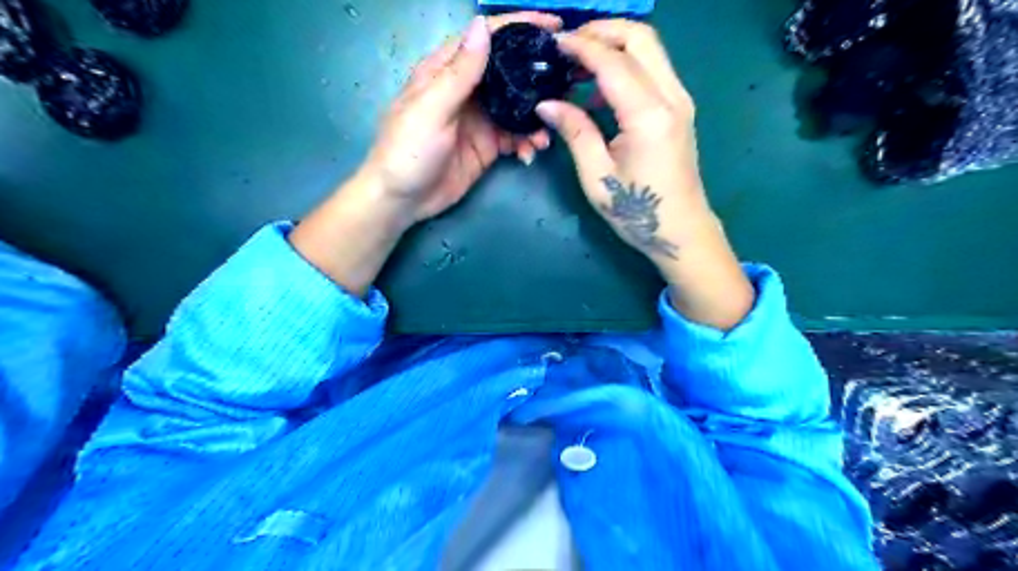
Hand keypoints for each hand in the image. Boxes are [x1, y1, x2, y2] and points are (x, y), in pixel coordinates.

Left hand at [290, 13, 558, 297]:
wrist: (403, 200)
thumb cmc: (408, 150)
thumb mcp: (432, 108)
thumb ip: (459, 72)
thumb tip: (482, 25)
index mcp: (447, 71)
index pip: (487, 38)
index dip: (519, 27)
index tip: (554, 26)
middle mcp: (467, 90)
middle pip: (509, 72)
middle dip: (537, 78)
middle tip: (566, 85)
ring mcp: (480, 119)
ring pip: (517, 108)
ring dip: (535, 119)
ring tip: (544, 138)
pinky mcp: (488, 145)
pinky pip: (515, 137)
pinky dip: (527, 143)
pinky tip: (530, 154)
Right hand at [536, 21, 749, 330]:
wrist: (681, 231)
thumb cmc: (636, 211)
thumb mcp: (597, 176)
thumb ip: (574, 131)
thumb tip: (546, 103)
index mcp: (648, 115)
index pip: (613, 60)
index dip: (580, 46)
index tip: (552, 44)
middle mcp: (671, 96)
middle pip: (640, 37)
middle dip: (602, 32)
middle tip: (567, 48)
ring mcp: (680, 100)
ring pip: (649, 49)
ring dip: (614, 46)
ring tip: (577, 66)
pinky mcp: (679, 108)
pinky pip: (653, 69)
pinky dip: (626, 64)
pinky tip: (599, 87)